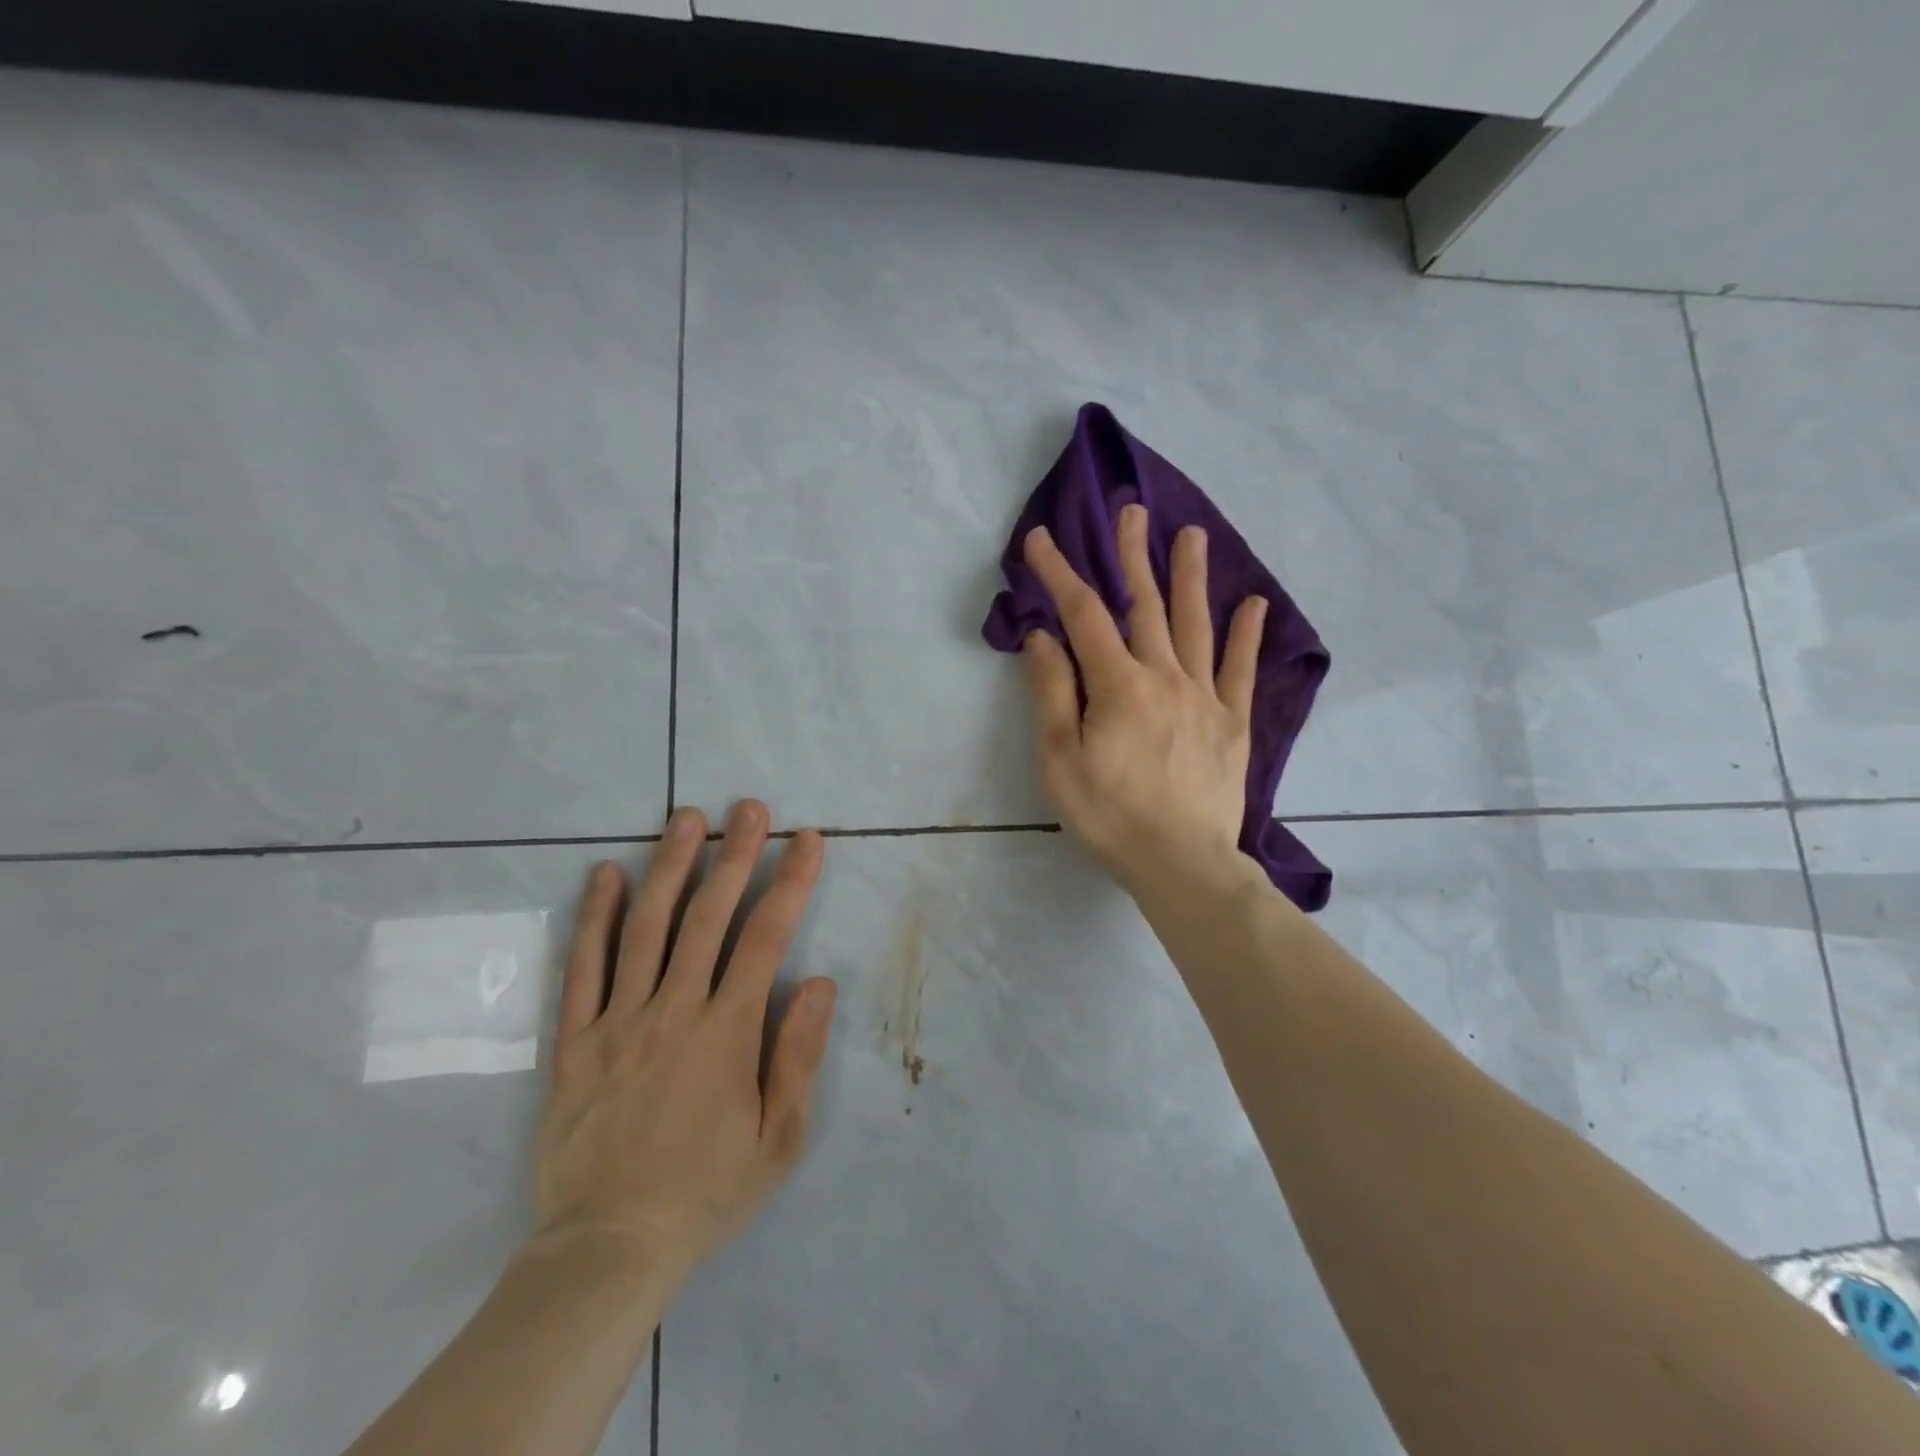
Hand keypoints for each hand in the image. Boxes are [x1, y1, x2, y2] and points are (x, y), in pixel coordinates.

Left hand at [529, 801, 837, 1283]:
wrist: (607, 1248)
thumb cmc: (706, 1192)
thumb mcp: (779, 1140)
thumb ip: (799, 1056)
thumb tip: (820, 982)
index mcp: (726, 1032)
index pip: (766, 938)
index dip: (791, 882)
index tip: (808, 840)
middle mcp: (673, 1010)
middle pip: (706, 916)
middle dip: (734, 855)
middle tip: (750, 807)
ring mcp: (618, 1021)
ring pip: (645, 927)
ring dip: (669, 866)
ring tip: (687, 818)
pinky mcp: (574, 1040)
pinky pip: (582, 968)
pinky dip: (594, 916)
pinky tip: (604, 873)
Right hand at [1021, 502, 1266, 899]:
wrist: (1182, 864)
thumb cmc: (1110, 816)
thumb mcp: (1061, 760)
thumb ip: (1053, 693)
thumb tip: (1043, 636)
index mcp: (1119, 686)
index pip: (1084, 615)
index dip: (1060, 573)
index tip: (1041, 540)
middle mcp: (1165, 677)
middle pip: (1145, 606)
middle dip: (1133, 557)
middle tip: (1133, 512)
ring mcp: (1205, 697)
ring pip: (1195, 625)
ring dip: (1189, 577)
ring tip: (1191, 535)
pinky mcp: (1232, 723)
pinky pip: (1239, 669)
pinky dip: (1246, 634)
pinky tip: (1252, 603)